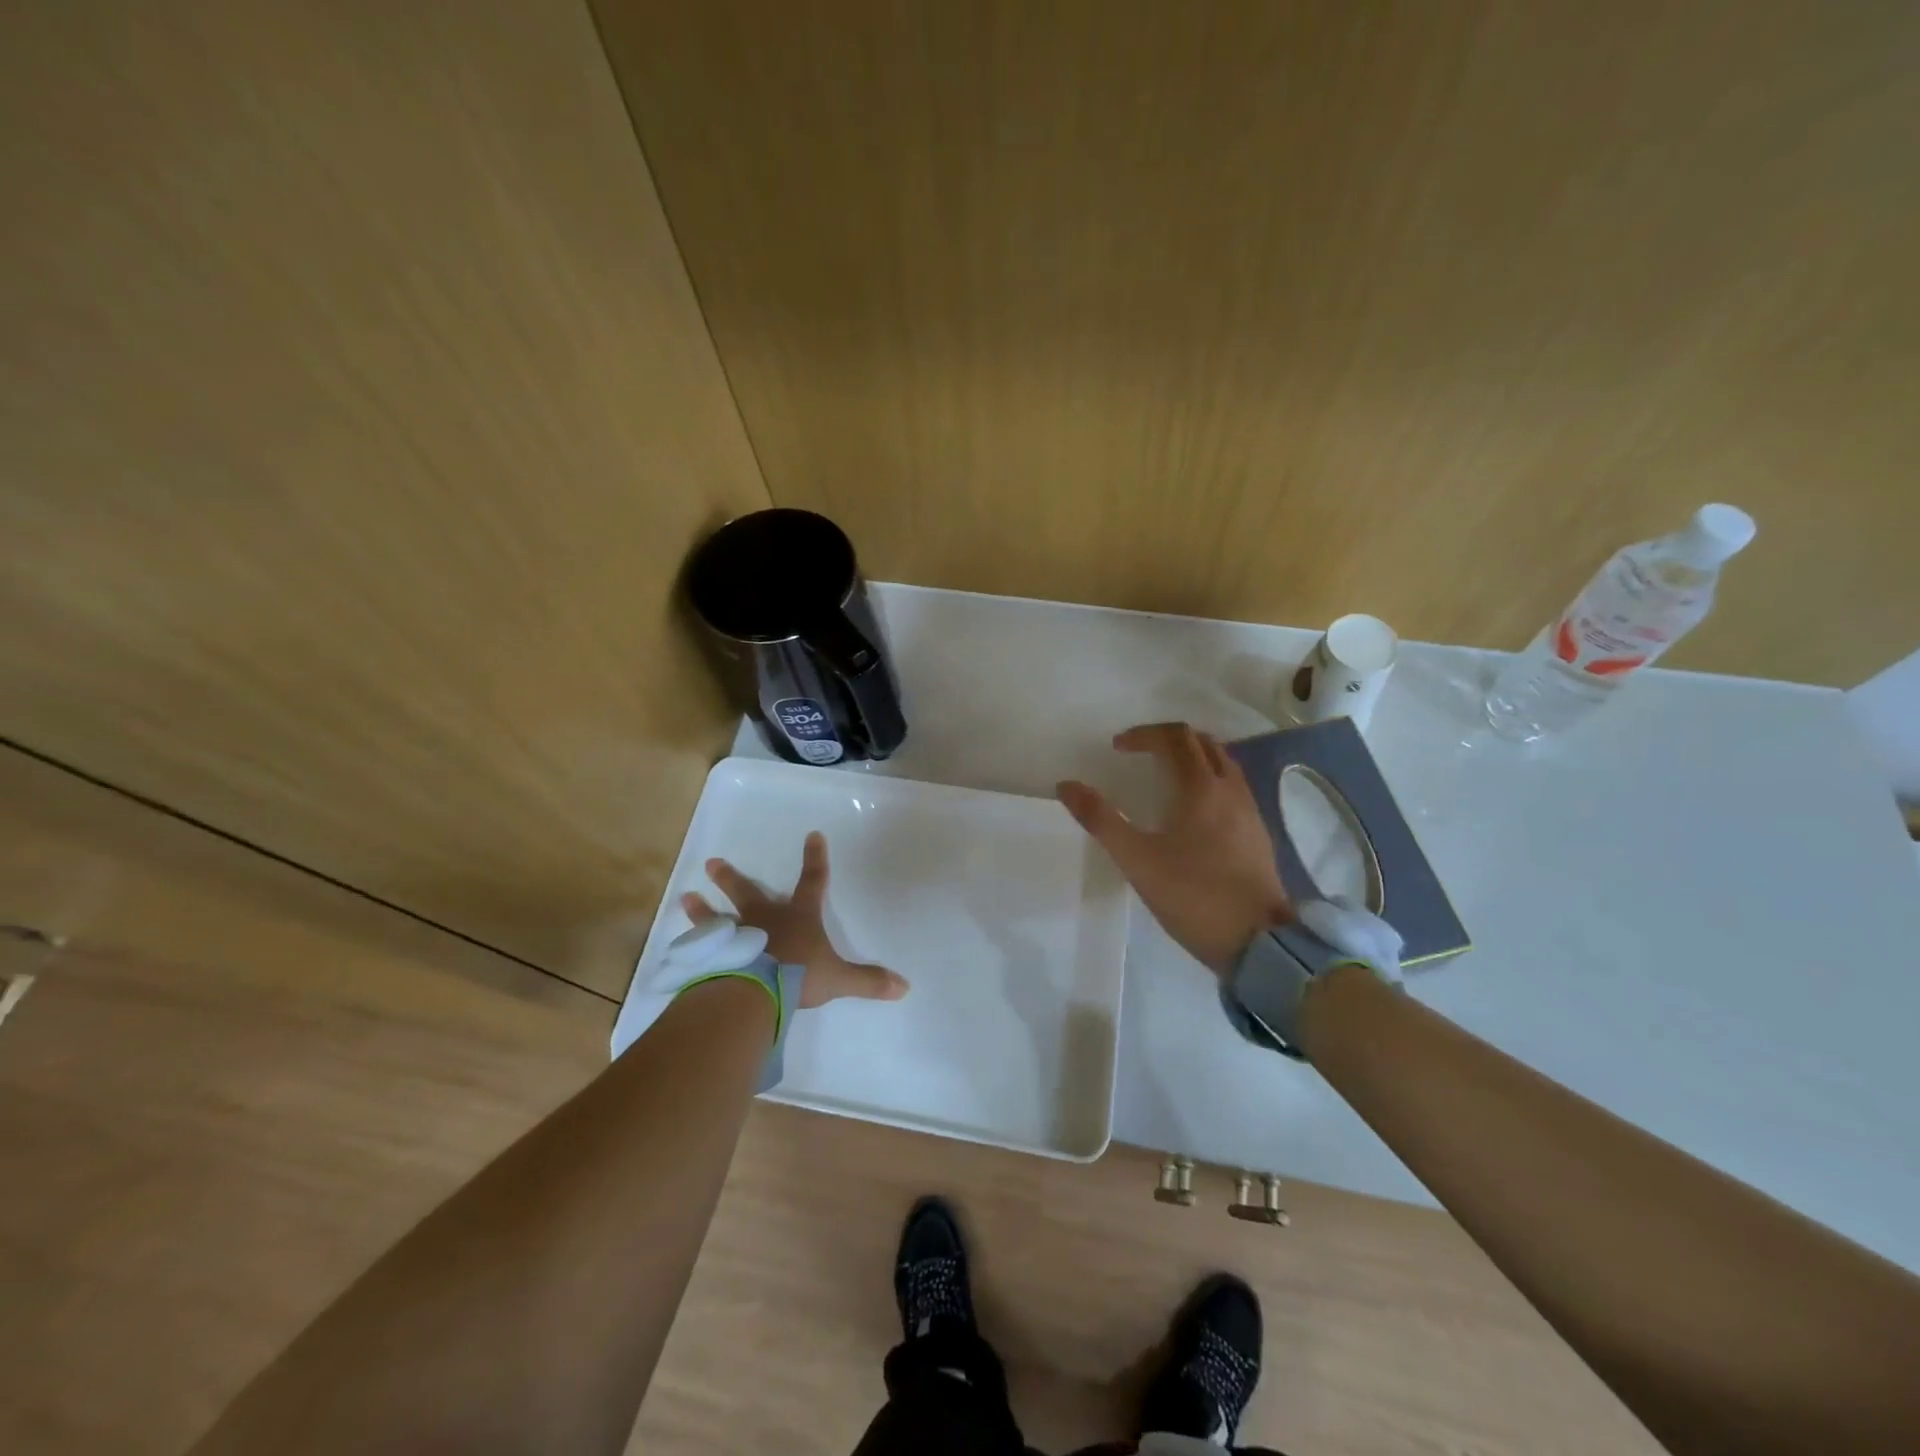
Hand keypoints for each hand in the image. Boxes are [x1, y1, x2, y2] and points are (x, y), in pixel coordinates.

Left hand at [682, 831, 908, 1007]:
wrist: (756, 989)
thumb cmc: (799, 975)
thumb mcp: (839, 979)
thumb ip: (868, 981)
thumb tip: (904, 987)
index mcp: (798, 918)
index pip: (813, 882)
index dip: (815, 859)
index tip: (813, 835)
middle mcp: (765, 919)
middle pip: (748, 892)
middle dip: (732, 878)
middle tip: (712, 863)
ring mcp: (736, 935)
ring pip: (717, 916)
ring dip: (703, 908)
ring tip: (685, 896)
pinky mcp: (714, 955)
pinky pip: (702, 946)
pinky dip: (692, 943)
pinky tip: (679, 943)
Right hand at [1057, 723, 1291, 974]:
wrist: (1260, 942)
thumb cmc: (1194, 896)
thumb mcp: (1137, 860)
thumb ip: (1101, 819)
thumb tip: (1066, 785)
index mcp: (1201, 788)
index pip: (1174, 738)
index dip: (1143, 734)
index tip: (1117, 748)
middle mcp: (1230, 789)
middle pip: (1202, 742)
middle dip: (1168, 739)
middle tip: (1140, 754)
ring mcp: (1250, 810)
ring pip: (1223, 762)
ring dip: (1192, 757)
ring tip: (1165, 776)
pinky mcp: (1258, 833)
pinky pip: (1233, 787)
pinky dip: (1209, 779)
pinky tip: (1194, 811)